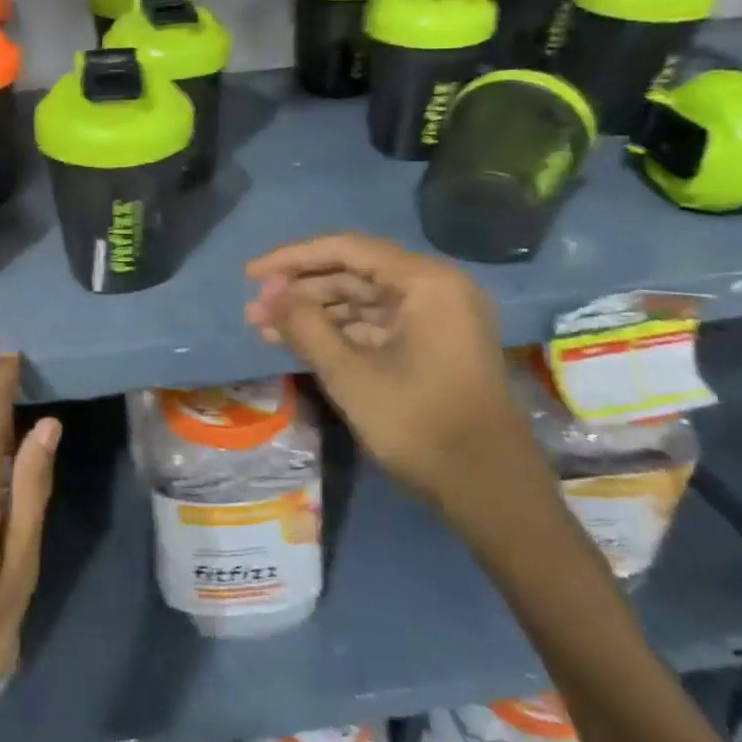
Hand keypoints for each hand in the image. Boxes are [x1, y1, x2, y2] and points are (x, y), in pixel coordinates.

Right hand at [244, 234, 535, 504]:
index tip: (250, 275)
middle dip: (301, 291)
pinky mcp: (435, 344)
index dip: (292, 259)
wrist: (491, 492)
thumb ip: (304, 325)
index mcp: (425, 282)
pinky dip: (340, 332)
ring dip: (316, 313)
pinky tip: (301, 343)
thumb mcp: (350, 374)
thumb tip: (268, 293)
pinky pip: (378, 324)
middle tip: (255, 310)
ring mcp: (438, 317)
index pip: (346, 250)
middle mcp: (436, 288)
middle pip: (354, 272)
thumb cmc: (419, 425)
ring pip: (363, 300)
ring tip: (266, 329)